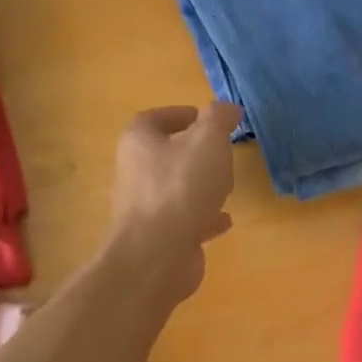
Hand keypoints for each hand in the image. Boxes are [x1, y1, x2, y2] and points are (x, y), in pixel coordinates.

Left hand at [109, 102, 241, 300]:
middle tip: (222, 152)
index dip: (180, 114)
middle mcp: (135, 172)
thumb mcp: (208, 141)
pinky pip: (183, 219)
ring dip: (199, 185)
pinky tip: (224, 220)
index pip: (154, 118)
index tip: (207, 119)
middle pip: (164, 154)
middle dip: (194, 152)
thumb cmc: (181, 187)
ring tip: (226, 185)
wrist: (158, 254)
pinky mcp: (157, 236)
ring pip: (174, 188)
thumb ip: (219, 119)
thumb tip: (227, 108)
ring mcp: (144, 207)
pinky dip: (203, 216)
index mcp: (139, 142)